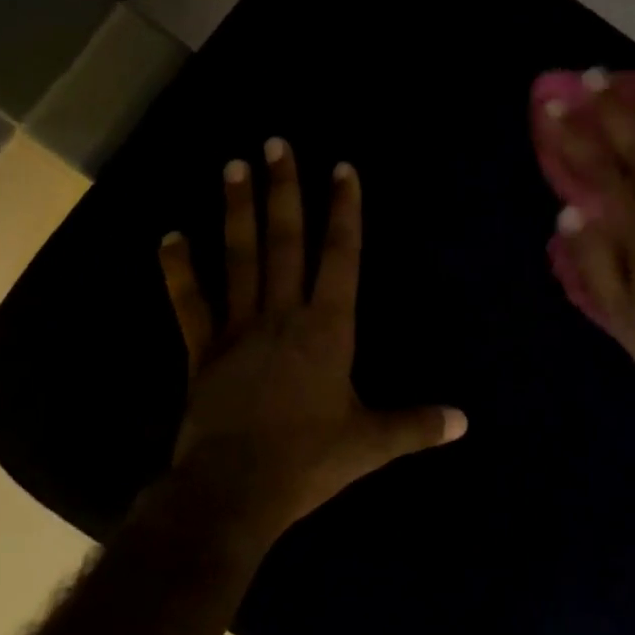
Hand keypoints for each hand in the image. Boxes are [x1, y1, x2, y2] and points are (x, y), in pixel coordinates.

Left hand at [156, 139, 466, 545]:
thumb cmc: (308, 462)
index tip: (341, 169)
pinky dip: (178, 270)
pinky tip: (169, 236)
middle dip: (284, 190)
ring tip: (233, 165)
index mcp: (328, 329)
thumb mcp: (370, 444)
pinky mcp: (203, 351)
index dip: (344, 211)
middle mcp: (283, 315)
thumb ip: (416, 425)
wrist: (233, 491)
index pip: (341, 257)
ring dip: (237, 211)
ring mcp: (238, 329)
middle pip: (286, 242)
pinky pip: (189, 303)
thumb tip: (464, 421)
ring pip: (239, 258)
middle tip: (276, 143)